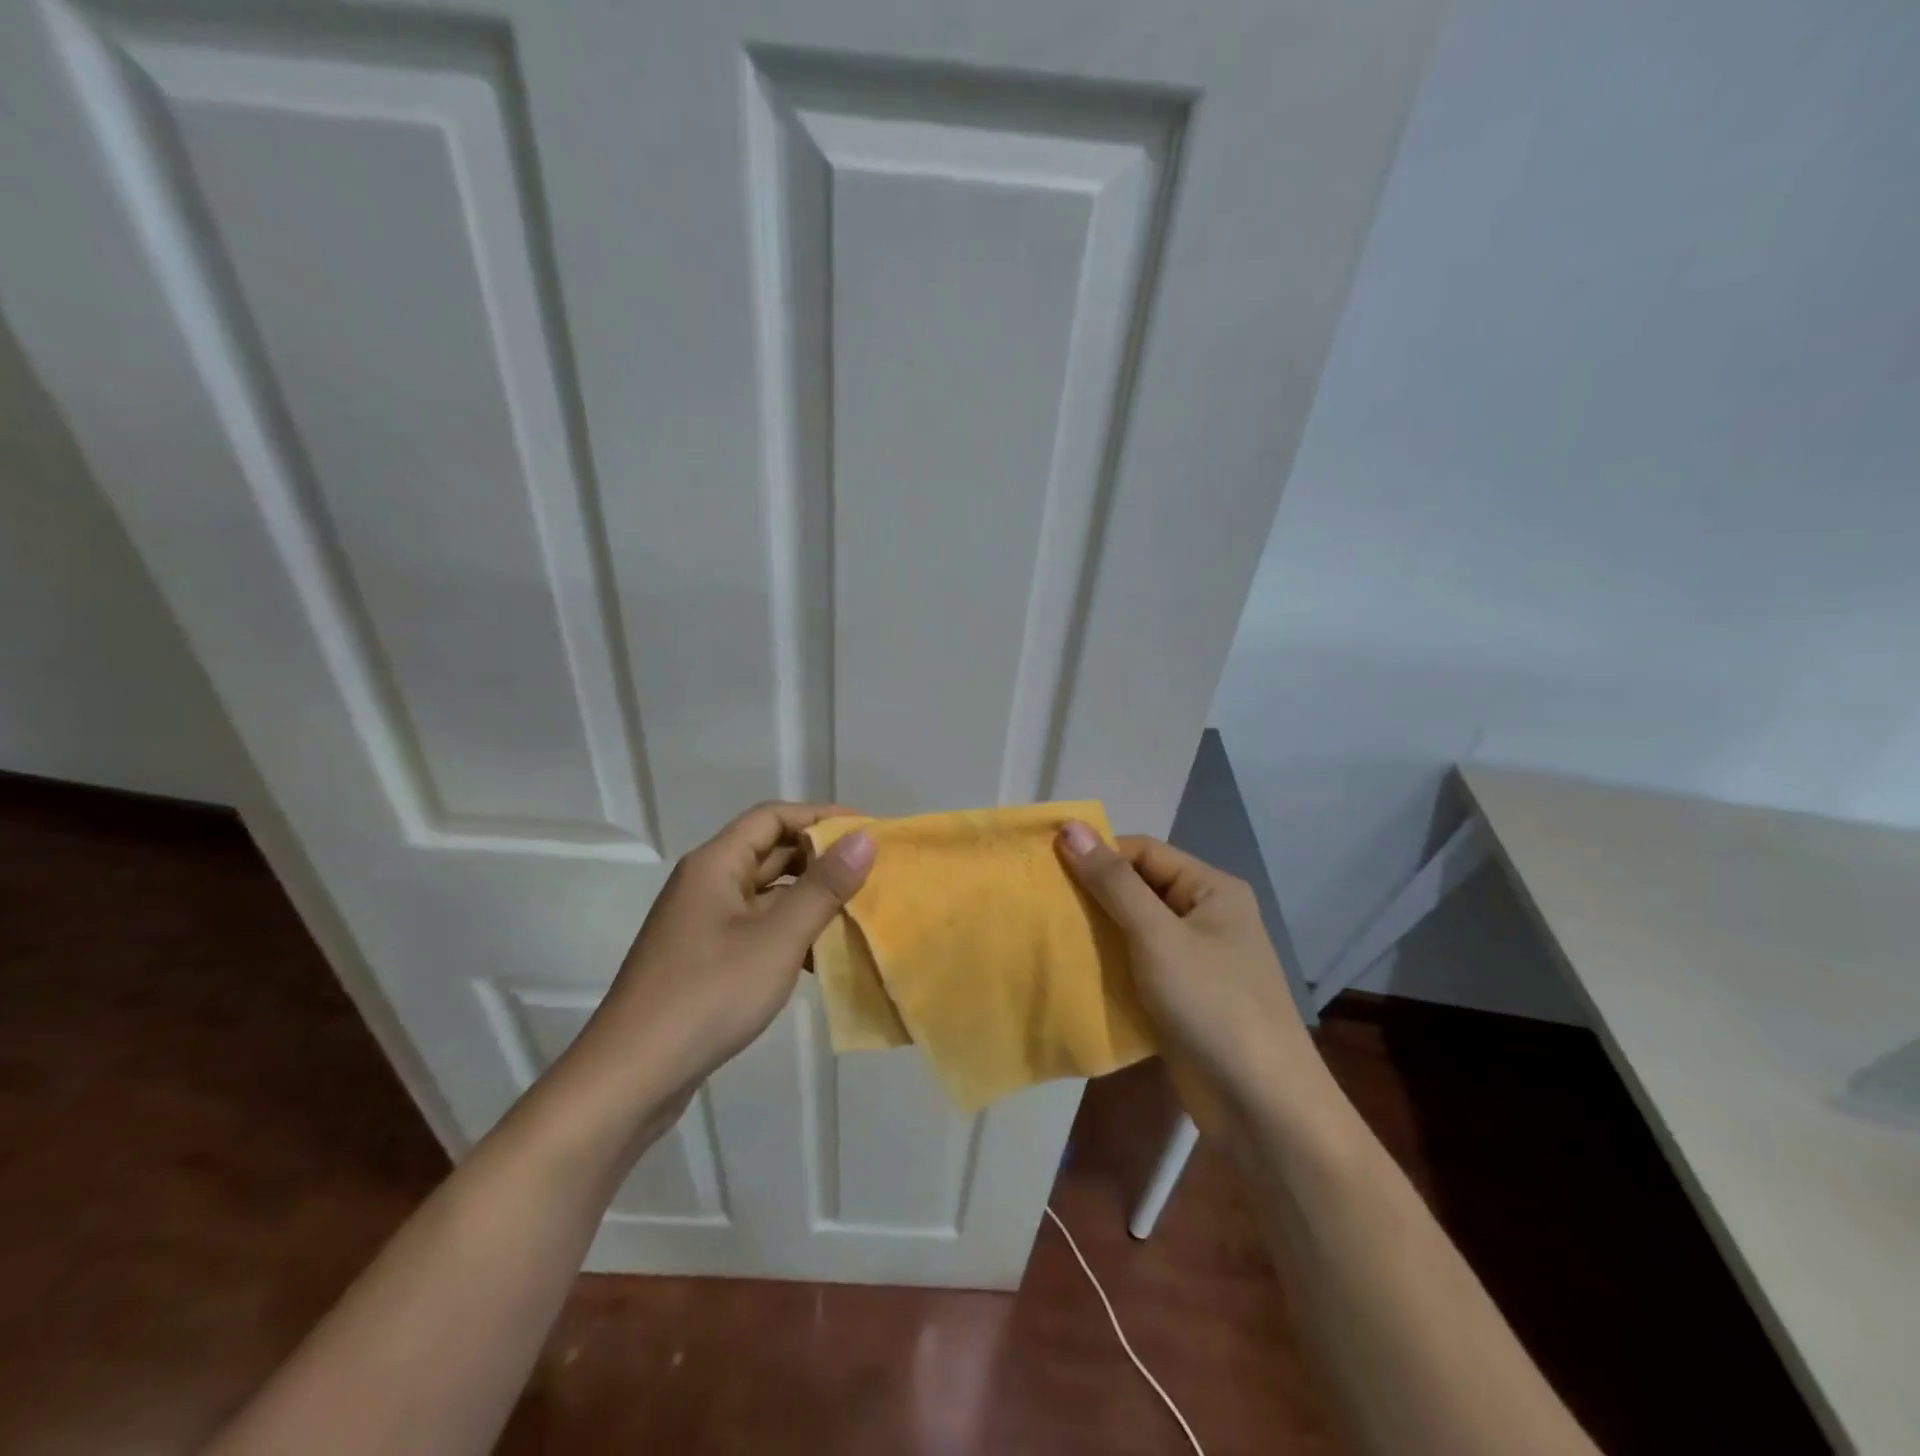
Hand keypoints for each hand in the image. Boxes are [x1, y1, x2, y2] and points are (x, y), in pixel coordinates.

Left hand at [566, 802, 875, 1115]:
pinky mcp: (704, 958)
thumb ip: (823, 887)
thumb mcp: (777, 939)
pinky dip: (789, 933)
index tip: (867, 831)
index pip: (773, 816)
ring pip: (766, 894)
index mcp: (715, 864)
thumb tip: (865, 839)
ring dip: (809, 899)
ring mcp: (703, 923)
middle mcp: (706, 884)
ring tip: (857, 913)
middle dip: (820, 859)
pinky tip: (821, 959)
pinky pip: (756, 928)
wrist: (631, 1077)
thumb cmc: (708, 995)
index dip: (821, 817)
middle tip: (871, 872)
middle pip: (769, 852)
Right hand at [1056, 824, 1320, 1121]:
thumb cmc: (1212, 1005)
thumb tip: (1070, 826)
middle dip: (1092, 894)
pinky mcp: (1183, 998)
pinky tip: (1073, 971)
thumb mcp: (1157, 936)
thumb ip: (1113, 882)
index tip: (1046, 869)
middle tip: (1040, 902)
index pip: (1143, 852)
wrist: (1262, 1108)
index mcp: (1211, 889)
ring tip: (1047, 933)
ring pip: (1134, 930)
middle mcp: (1205, 916)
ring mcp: (1195, 960)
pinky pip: (1138, 966)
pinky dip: (1109, 965)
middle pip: (1138, 889)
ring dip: (1096, 932)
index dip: (1097, 855)